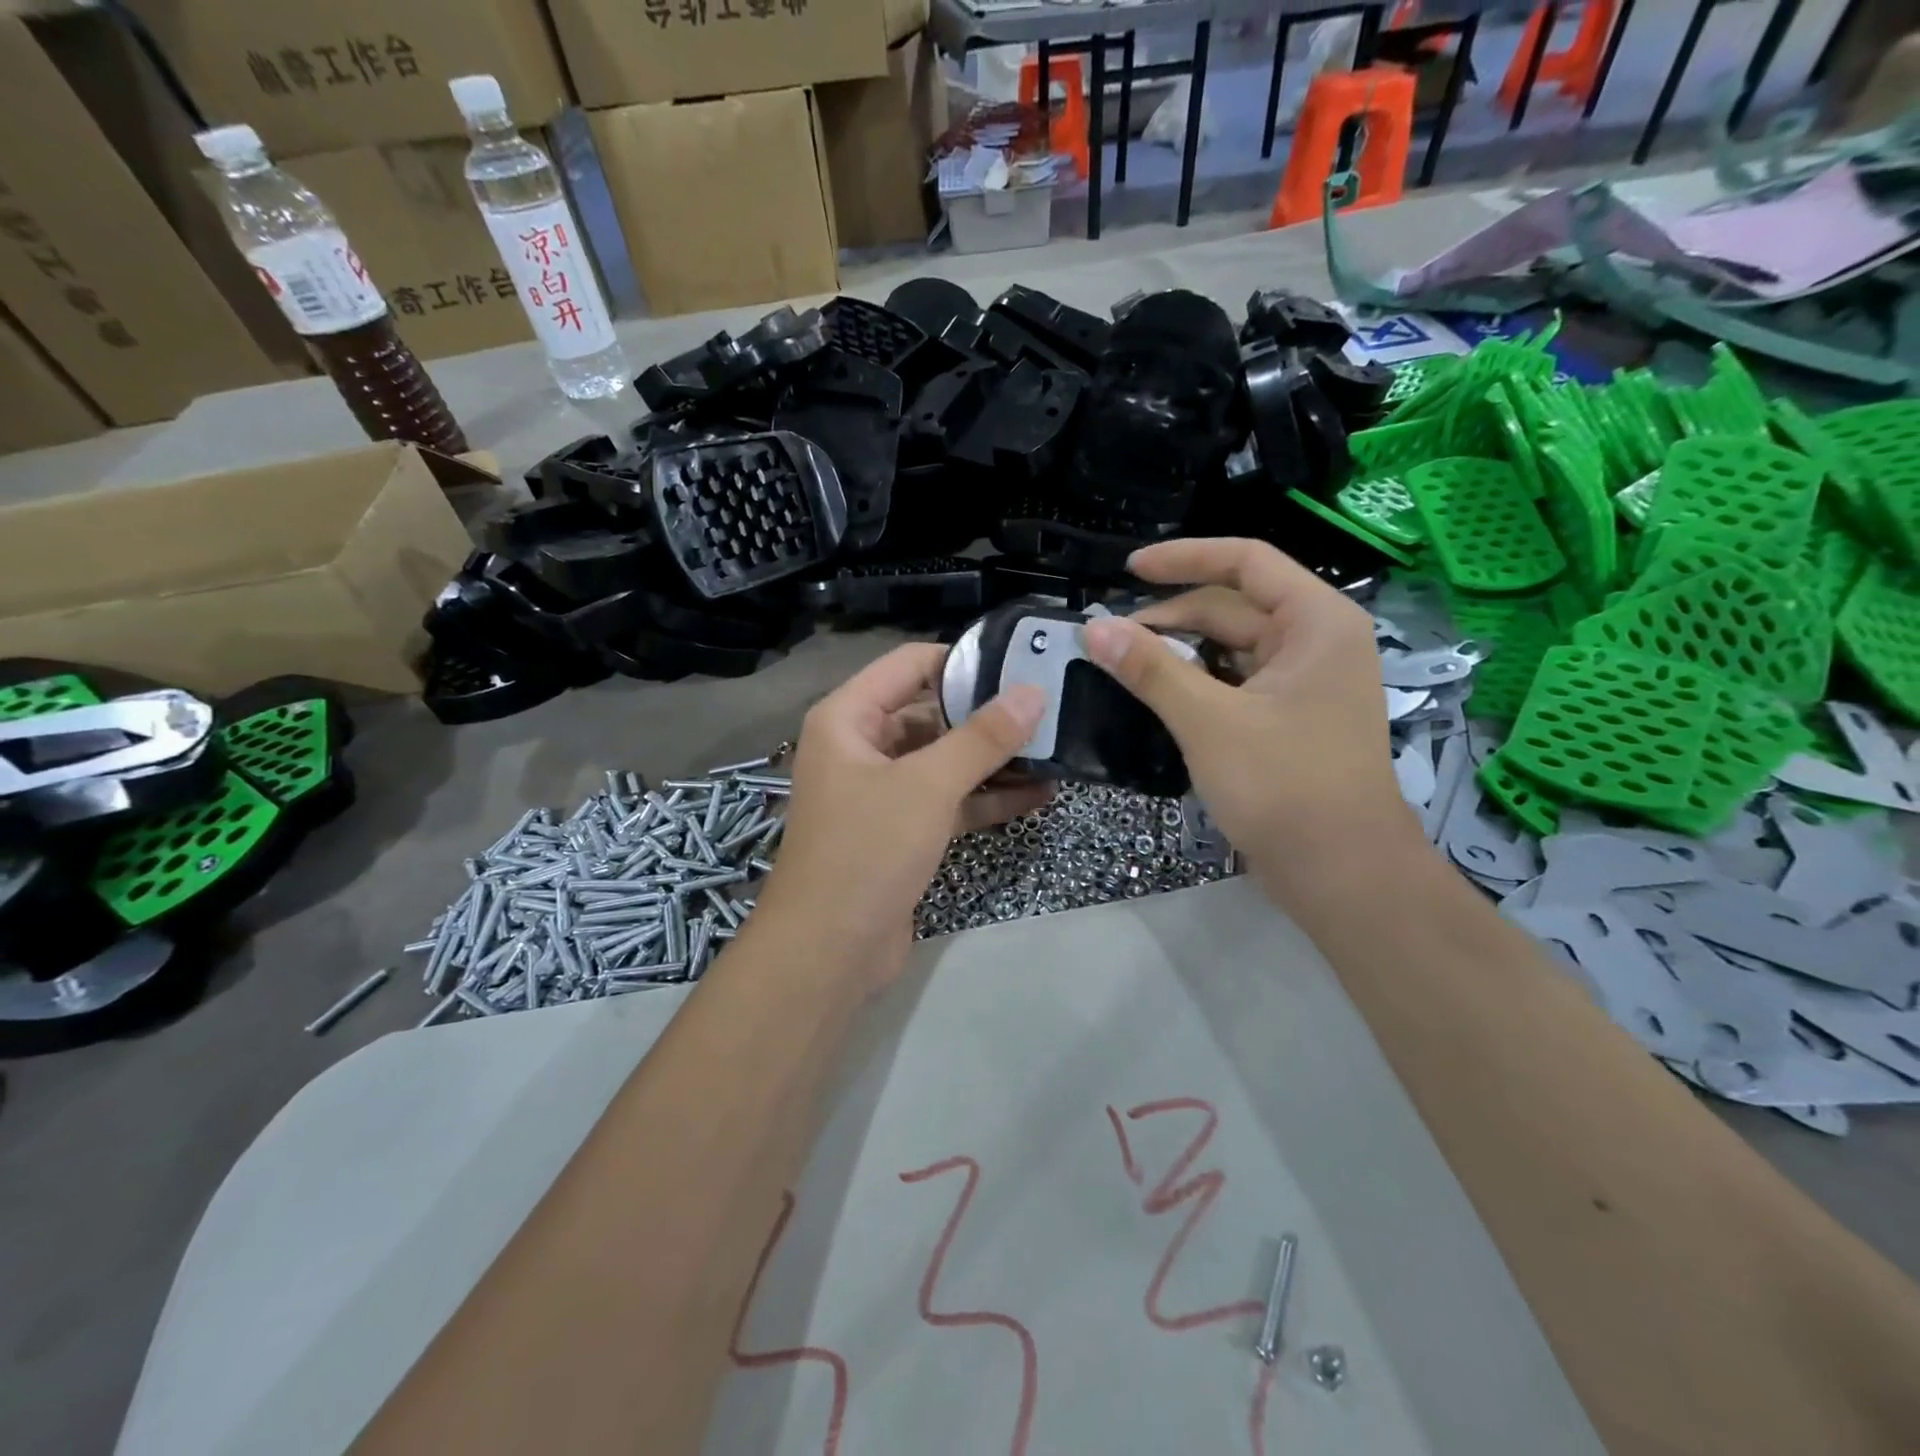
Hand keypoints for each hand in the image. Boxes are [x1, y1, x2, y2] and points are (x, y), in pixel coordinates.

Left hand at [756, 643, 1051, 988]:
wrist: (828, 952)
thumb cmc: (867, 850)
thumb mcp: (927, 786)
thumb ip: (982, 738)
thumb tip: (1032, 692)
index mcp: (848, 718)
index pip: (910, 664)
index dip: (963, 659)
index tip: (1021, 663)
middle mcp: (861, 746)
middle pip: (930, 713)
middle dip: (986, 715)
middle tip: (1050, 707)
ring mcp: (881, 791)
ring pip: (943, 760)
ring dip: (993, 760)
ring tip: (1055, 748)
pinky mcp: (901, 831)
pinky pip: (947, 801)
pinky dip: (985, 798)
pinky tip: (1038, 795)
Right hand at [1080, 538, 1418, 896]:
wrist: (1340, 873)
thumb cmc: (1284, 786)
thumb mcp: (1209, 721)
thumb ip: (1150, 669)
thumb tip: (1093, 629)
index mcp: (1315, 622)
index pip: (1245, 562)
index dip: (1183, 559)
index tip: (1128, 570)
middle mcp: (1316, 641)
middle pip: (1232, 607)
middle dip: (1170, 618)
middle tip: (1109, 640)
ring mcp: (1305, 682)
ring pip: (1230, 647)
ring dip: (1179, 653)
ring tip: (1125, 665)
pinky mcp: (1290, 718)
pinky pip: (1235, 682)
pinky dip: (1196, 683)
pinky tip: (1158, 695)